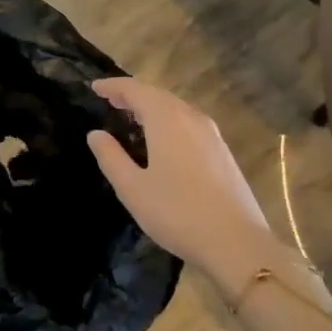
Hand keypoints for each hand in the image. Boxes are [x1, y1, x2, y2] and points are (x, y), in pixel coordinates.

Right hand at [86, 78, 274, 293]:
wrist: (237, 244)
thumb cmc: (177, 213)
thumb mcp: (133, 189)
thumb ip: (111, 157)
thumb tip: (96, 134)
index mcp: (167, 120)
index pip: (135, 90)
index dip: (113, 86)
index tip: (94, 87)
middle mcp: (191, 118)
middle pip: (158, 95)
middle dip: (132, 94)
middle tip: (110, 101)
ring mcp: (212, 134)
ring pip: (176, 108)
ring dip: (152, 107)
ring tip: (133, 118)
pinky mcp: (223, 152)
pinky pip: (189, 123)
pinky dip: (169, 120)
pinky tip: (163, 140)